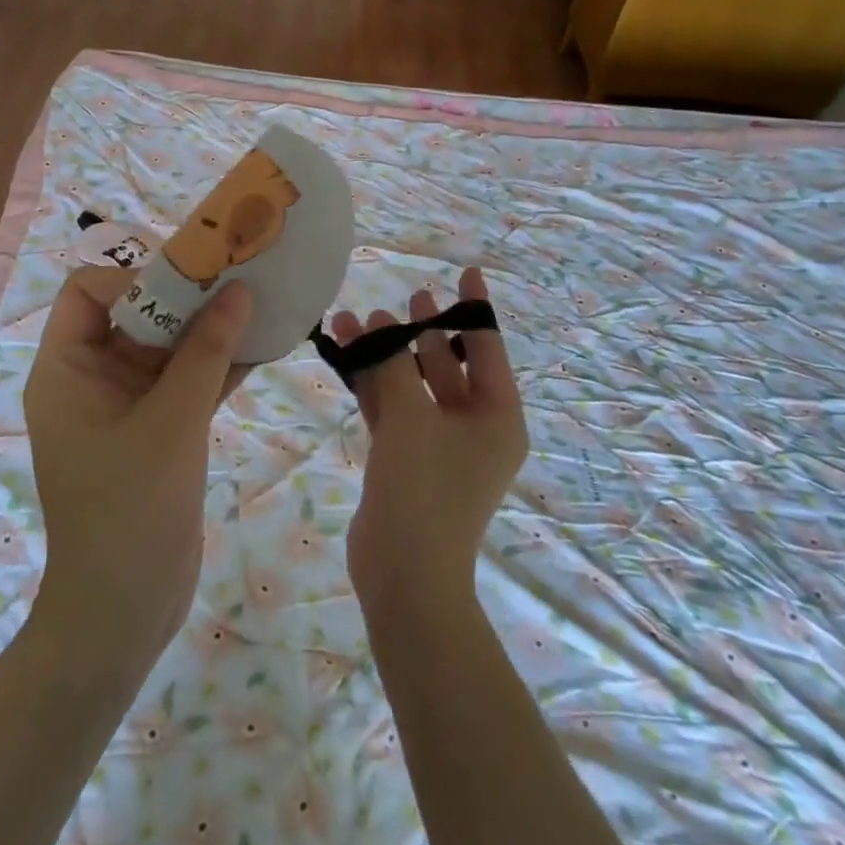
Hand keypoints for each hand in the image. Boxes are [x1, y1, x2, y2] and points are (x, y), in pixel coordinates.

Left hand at [23, 267, 250, 675]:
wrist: (123, 612)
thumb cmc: (131, 510)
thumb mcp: (171, 423)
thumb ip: (206, 353)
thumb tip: (238, 290)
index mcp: (66, 371)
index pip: (87, 292)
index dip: (134, 277)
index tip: (190, 280)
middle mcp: (91, 380)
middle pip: (135, 315)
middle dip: (186, 297)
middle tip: (238, 278)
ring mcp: (126, 407)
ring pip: (167, 349)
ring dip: (209, 330)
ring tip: (259, 303)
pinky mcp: (157, 432)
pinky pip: (186, 383)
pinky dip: (218, 366)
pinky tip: (263, 347)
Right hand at [332, 267, 527, 618]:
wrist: (404, 573)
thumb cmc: (424, 489)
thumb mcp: (411, 417)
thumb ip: (395, 366)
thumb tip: (380, 326)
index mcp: (498, 416)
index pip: (487, 347)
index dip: (474, 307)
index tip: (465, 271)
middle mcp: (475, 426)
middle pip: (449, 364)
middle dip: (423, 330)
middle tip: (407, 296)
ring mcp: (440, 444)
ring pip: (414, 385)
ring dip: (388, 354)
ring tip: (359, 317)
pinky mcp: (408, 458)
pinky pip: (393, 408)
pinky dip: (373, 383)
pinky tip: (347, 353)